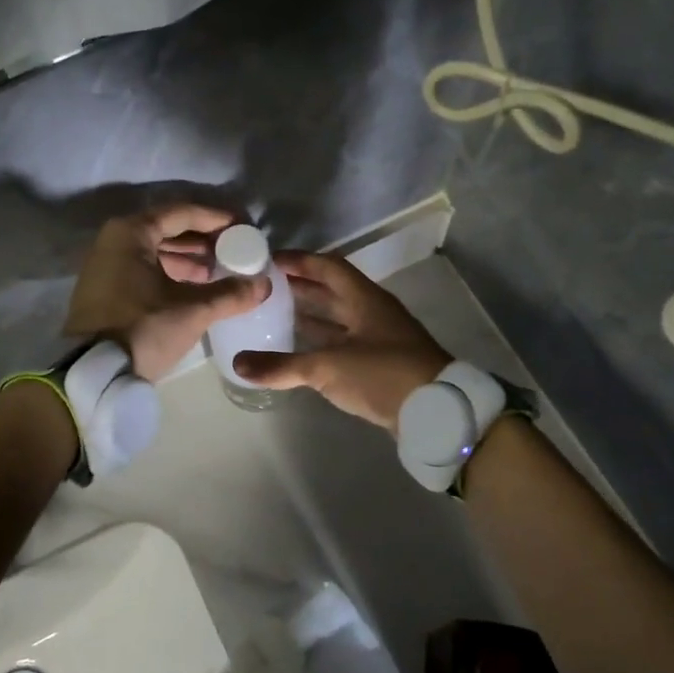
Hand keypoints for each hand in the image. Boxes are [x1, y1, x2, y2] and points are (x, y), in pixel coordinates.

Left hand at [65, 204, 267, 378]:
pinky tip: (197, 287)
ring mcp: (107, 265)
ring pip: (157, 251)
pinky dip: (172, 273)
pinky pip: (145, 269)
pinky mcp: (106, 289)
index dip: (217, 219)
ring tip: (222, 271)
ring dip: (189, 259)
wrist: (93, 372)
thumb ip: (230, 294)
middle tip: (236, 249)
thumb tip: (263, 285)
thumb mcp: (191, 311)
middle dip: (204, 240)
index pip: (183, 213)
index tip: (244, 227)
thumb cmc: (142, 329)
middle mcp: (115, 240)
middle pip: (168, 230)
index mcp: (131, 233)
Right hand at [233, 251, 449, 431]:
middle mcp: (372, 312)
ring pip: (337, 319)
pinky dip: (319, 342)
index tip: (269, 260)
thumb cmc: (383, 374)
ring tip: (274, 314)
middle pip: (332, 291)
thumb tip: (238, 364)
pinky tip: (298, 350)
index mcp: (365, 299)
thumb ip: (282, 366)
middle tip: (265, 287)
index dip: (299, 261)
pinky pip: (342, 343)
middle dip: (300, 287)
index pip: (328, 267)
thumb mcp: (328, 367)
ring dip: (309, 315)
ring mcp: (378, 338)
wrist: (435, 411)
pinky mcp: (379, 363)